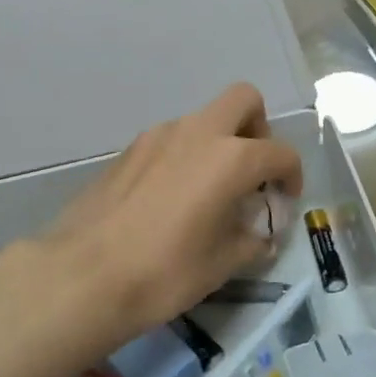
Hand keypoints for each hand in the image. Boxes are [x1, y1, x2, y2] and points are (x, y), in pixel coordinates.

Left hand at [36, 83, 303, 350]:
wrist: (83, 275)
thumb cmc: (164, 272)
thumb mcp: (222, 264)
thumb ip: (251, 239)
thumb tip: (259, 233)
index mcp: (230, 157)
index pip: (280, 153)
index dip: (291, 176)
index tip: (283, 202)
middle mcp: (197, 133)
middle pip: (243, 101)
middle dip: (257, 129)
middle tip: (250, 172)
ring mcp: (158, 135)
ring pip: (203, 120)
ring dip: (218, 143)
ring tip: (209, 192)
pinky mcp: (129, 149)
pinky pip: (171, 139)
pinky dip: (185, 156)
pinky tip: (172, 198)